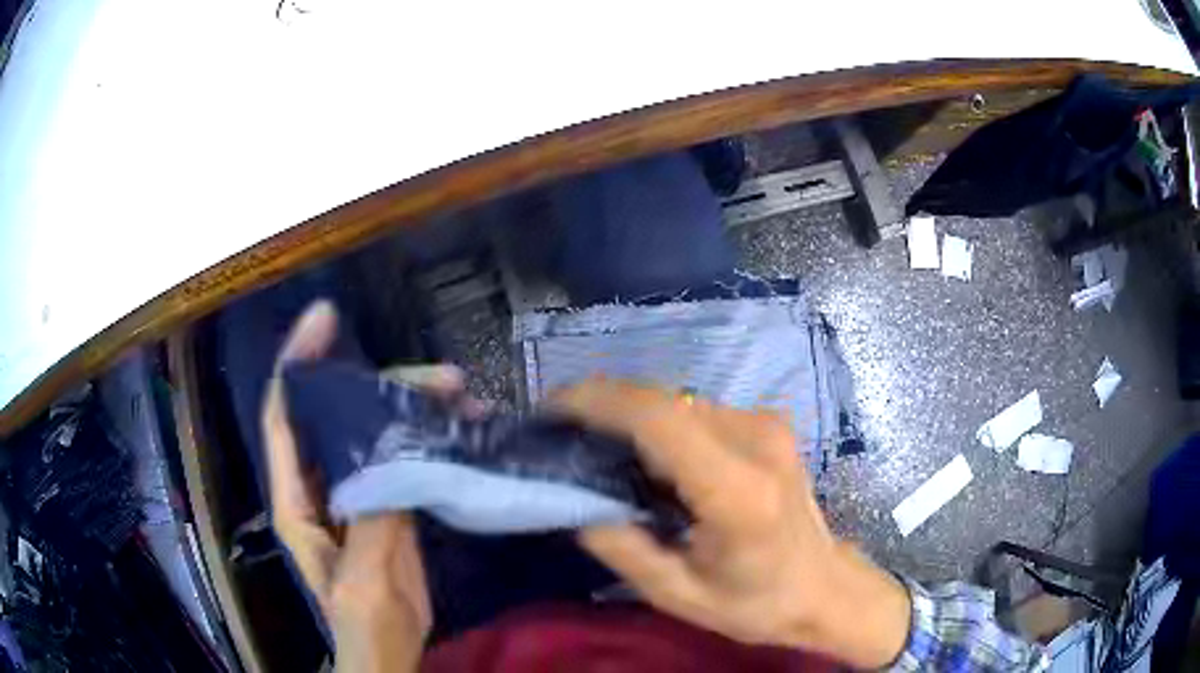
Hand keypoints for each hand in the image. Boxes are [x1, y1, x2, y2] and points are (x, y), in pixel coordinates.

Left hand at [263, 301, 444, 671]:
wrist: (388, 649)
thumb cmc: (362, 621)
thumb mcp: (362, 578)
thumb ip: (370, 519)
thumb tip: (391, 458)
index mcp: (295, 497)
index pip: (285, 414)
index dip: (298, 361)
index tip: (325, 319)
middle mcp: (319, 482)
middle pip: (339, 412)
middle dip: (384, 384)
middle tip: (443, 377)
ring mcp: (354, 490)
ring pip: (374, 429)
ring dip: (414, 408)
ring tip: (464, 399)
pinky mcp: (386, 502)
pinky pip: (402, 455)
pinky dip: (429, 437)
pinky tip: (462, 430)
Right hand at [552, 379, 911, 668]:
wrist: (824, 587)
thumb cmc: (757, 603)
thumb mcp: (678, 596)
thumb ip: (622, 548)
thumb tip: (578, 502)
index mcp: (737, 490)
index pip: (660, 420)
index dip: (599, 402)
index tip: (552, 408)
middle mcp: (756, 441)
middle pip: (664, 401)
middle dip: (604, 404)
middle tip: (561, 431)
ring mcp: (767, 426)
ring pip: (677, 402)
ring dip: (630, 414)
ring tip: (592, 444)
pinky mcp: (768, 424)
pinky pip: (697, 412)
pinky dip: (658, 423)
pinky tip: (641, 453)